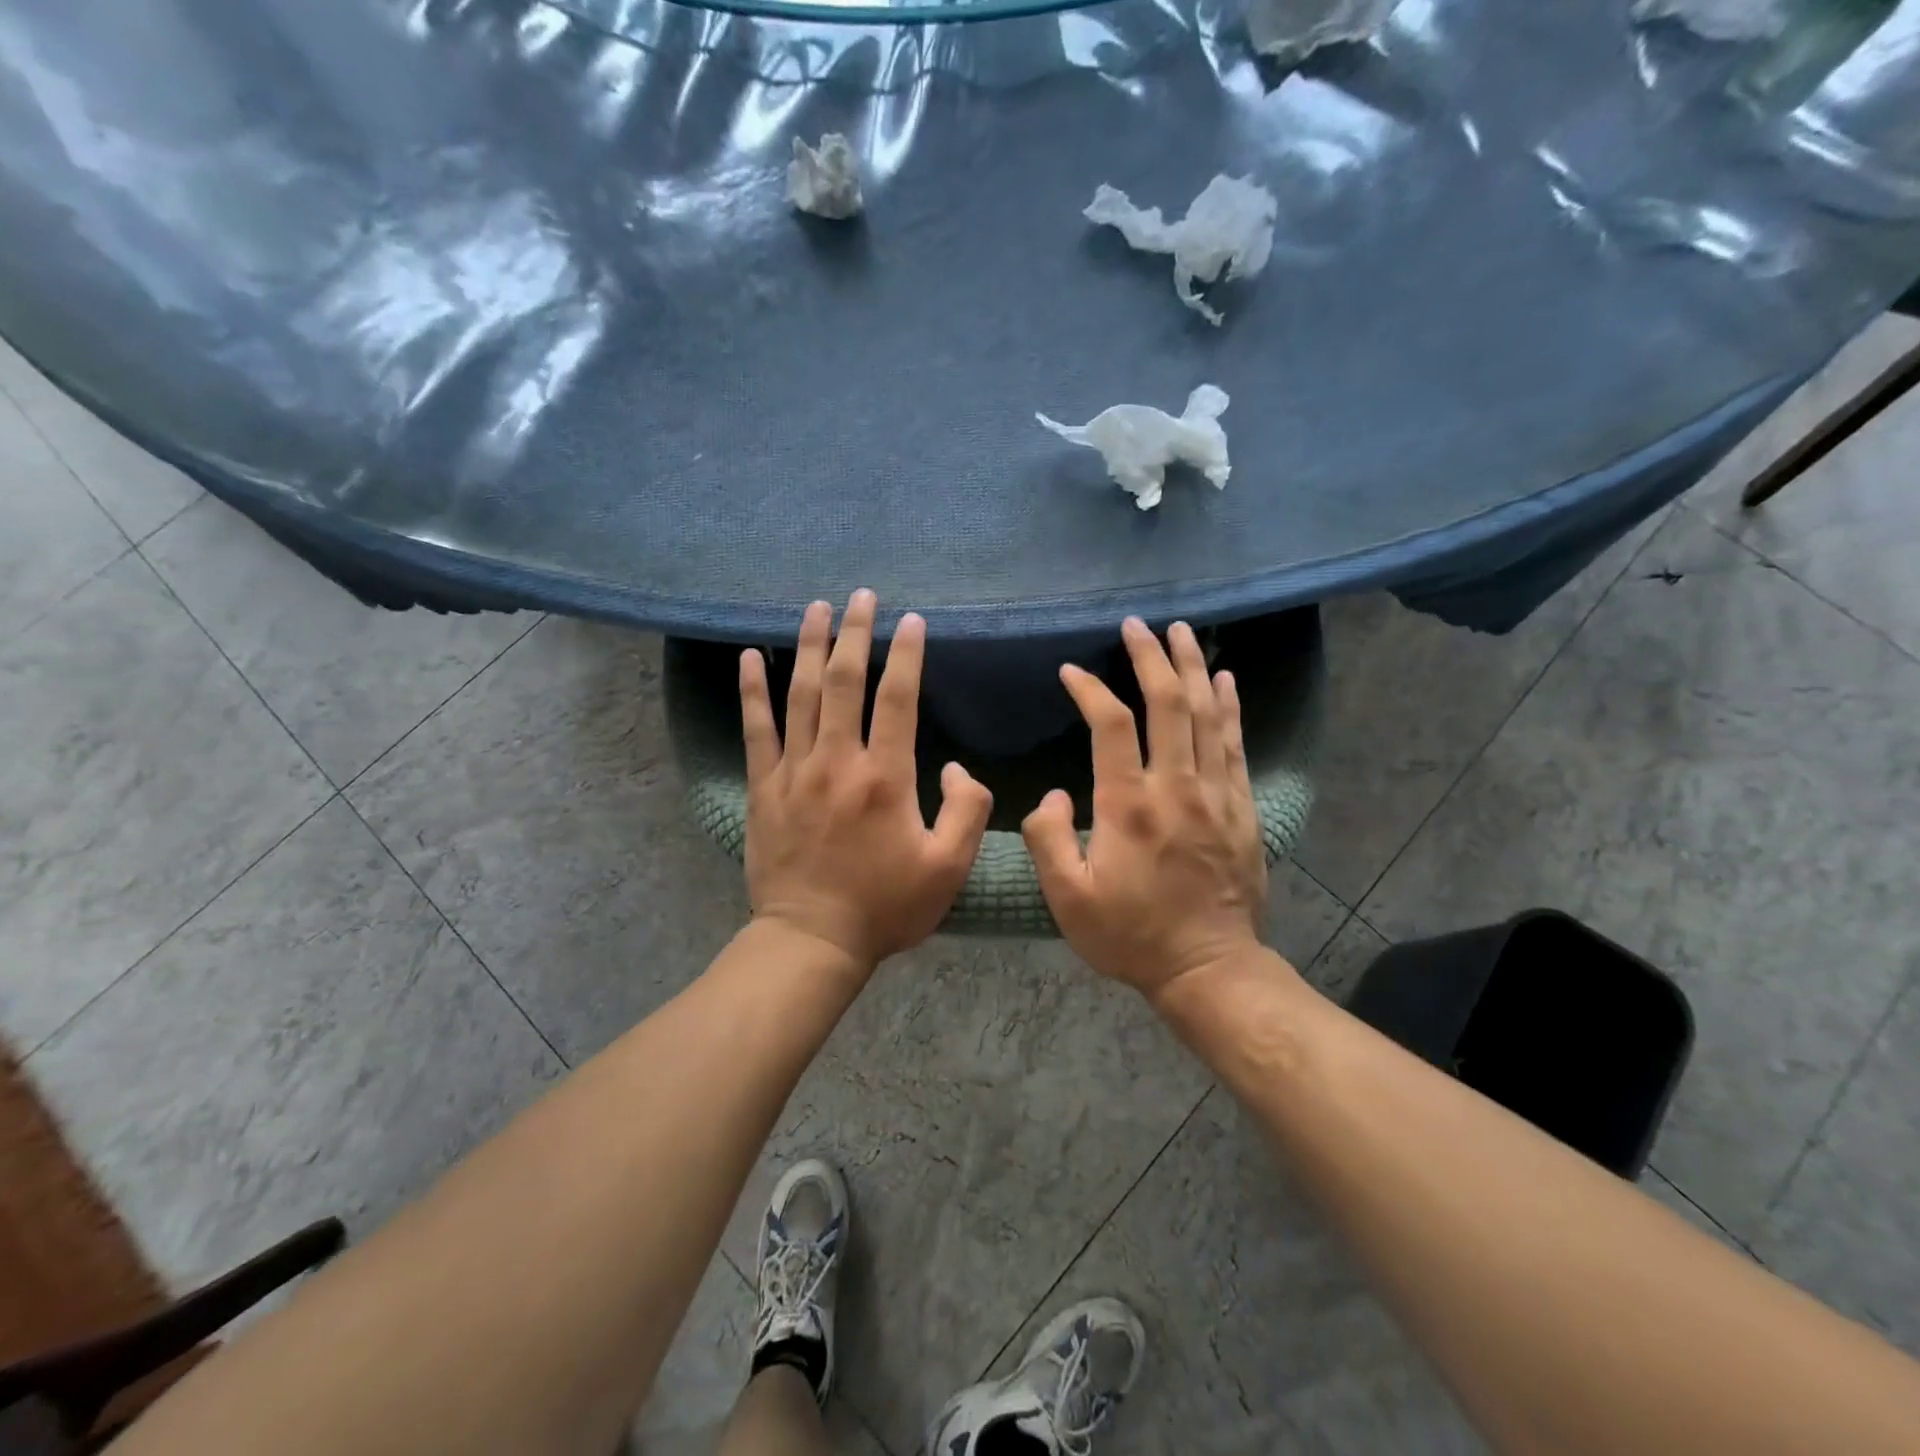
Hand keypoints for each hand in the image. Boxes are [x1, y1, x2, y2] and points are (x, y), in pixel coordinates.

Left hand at [739, 589, 993, 969]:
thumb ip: (967, 811)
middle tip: (862, 596)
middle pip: (845, 682)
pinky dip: (753, 689)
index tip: (913, 621)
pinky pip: (756, 729)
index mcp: (885, 777)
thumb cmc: (885, 906)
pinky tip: (750, 656)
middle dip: (856, 633)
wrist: (812, 940)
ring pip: (800, 694)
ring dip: (809, 646)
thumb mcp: (948, 868)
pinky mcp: (762, 788)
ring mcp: (794, 771)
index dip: (907, 655)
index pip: (898, 698)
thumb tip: (957, 769)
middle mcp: (837, 761)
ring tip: (816, 608)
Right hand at [1023, 618, 1266, 1002]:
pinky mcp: (1242, 808)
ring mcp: (1216, 795)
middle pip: (1169, 704)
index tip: (1071, 671)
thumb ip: (1048, 840)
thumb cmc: (1130, 934)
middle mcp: (1177, 787)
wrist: (1208, 967)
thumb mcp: (1068, 899)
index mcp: (1129, 805)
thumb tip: (1055, 795)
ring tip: (1182, 631)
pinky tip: (1226, 679)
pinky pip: (1236, 745)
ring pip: (1208, 715)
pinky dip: (1230, 707)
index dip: (1090, 689)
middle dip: (1151, 657)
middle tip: (1137, 625)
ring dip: (1194, 667)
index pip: (1111, 724)